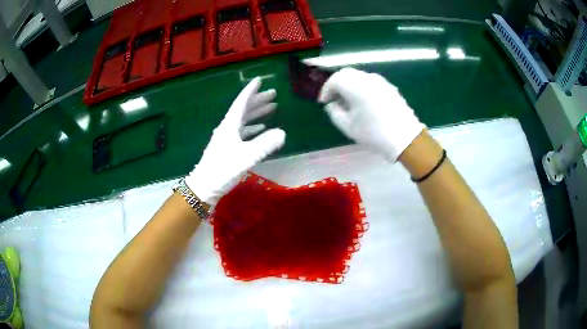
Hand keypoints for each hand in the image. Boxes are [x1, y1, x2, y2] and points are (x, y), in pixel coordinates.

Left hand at [185, 77, 285, 205]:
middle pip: (243, 109)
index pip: (241, 103)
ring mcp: (226, 137)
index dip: (251, 91)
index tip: (259, 80)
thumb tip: (282, 133)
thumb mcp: (246, 157)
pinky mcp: (227, 147)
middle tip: (273, 94)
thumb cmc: (223, 170)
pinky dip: (252, 127)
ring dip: (256, 112)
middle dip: (258, 100)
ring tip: (271, 107)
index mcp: (229, 125)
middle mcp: (227, 128)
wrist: (204, 186)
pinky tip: (260, 129)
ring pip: (243, 119)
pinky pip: (242, 131)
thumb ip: (265, 144)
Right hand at [319, 68, 424, 160]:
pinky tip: (363, 101)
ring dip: (349, 84)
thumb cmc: (373, 133)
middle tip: (334, 98)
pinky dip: (361, 87)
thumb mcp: (347, 126)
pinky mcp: (389, 87)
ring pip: (359, 76)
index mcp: (355, 86)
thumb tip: (332, 104)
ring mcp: (380, 81)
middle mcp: (367, 78)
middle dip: (337, 84)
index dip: (326, 89)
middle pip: (346, 73)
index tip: (324, 102)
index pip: (334, 79)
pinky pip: (370, 81)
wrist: (404, 137)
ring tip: (348, 100)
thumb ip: (334, 112)